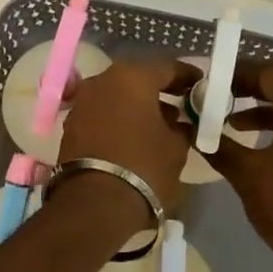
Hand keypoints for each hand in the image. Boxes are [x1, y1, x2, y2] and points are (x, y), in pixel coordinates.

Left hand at [57, 57, 196, 215]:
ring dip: (137, 104)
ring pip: (117, 93)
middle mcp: (103, 80)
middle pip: (138, 78)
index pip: (167, 67)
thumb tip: (181, 123)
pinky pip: (102, 111)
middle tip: (181, 102)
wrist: (95, 204)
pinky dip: (118, 116)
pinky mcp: (71, 123)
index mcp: (133, 77)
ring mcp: (83, 100)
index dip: (187, 76)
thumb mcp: (176, 147)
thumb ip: (182, 127)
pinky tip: (134, 134)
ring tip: (160, 122)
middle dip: (160, 89)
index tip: (201, 85)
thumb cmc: (144, 167)